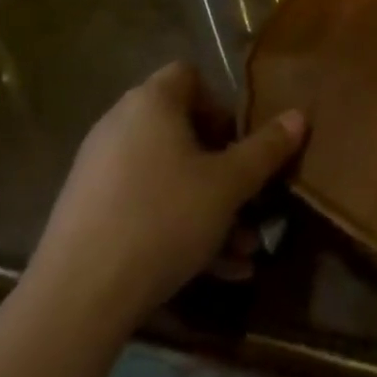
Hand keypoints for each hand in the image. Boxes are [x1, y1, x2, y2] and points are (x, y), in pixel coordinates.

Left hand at [26, 62, 305, 329]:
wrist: (76, 300)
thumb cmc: (163, 220)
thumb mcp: (228, 185)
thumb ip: (266, 149)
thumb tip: (299, 116)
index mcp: (151, 103)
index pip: (190, 76)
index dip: (221, 104)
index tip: (241, 143)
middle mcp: (120, 126)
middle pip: (182, 132)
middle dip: (223, 168)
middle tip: (249, 199)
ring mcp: (99, 171)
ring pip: (168, 178)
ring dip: (209, 208)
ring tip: (244, 250)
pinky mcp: (87, 214)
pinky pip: (144, 207)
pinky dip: (178, 229)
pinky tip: (214, 273)